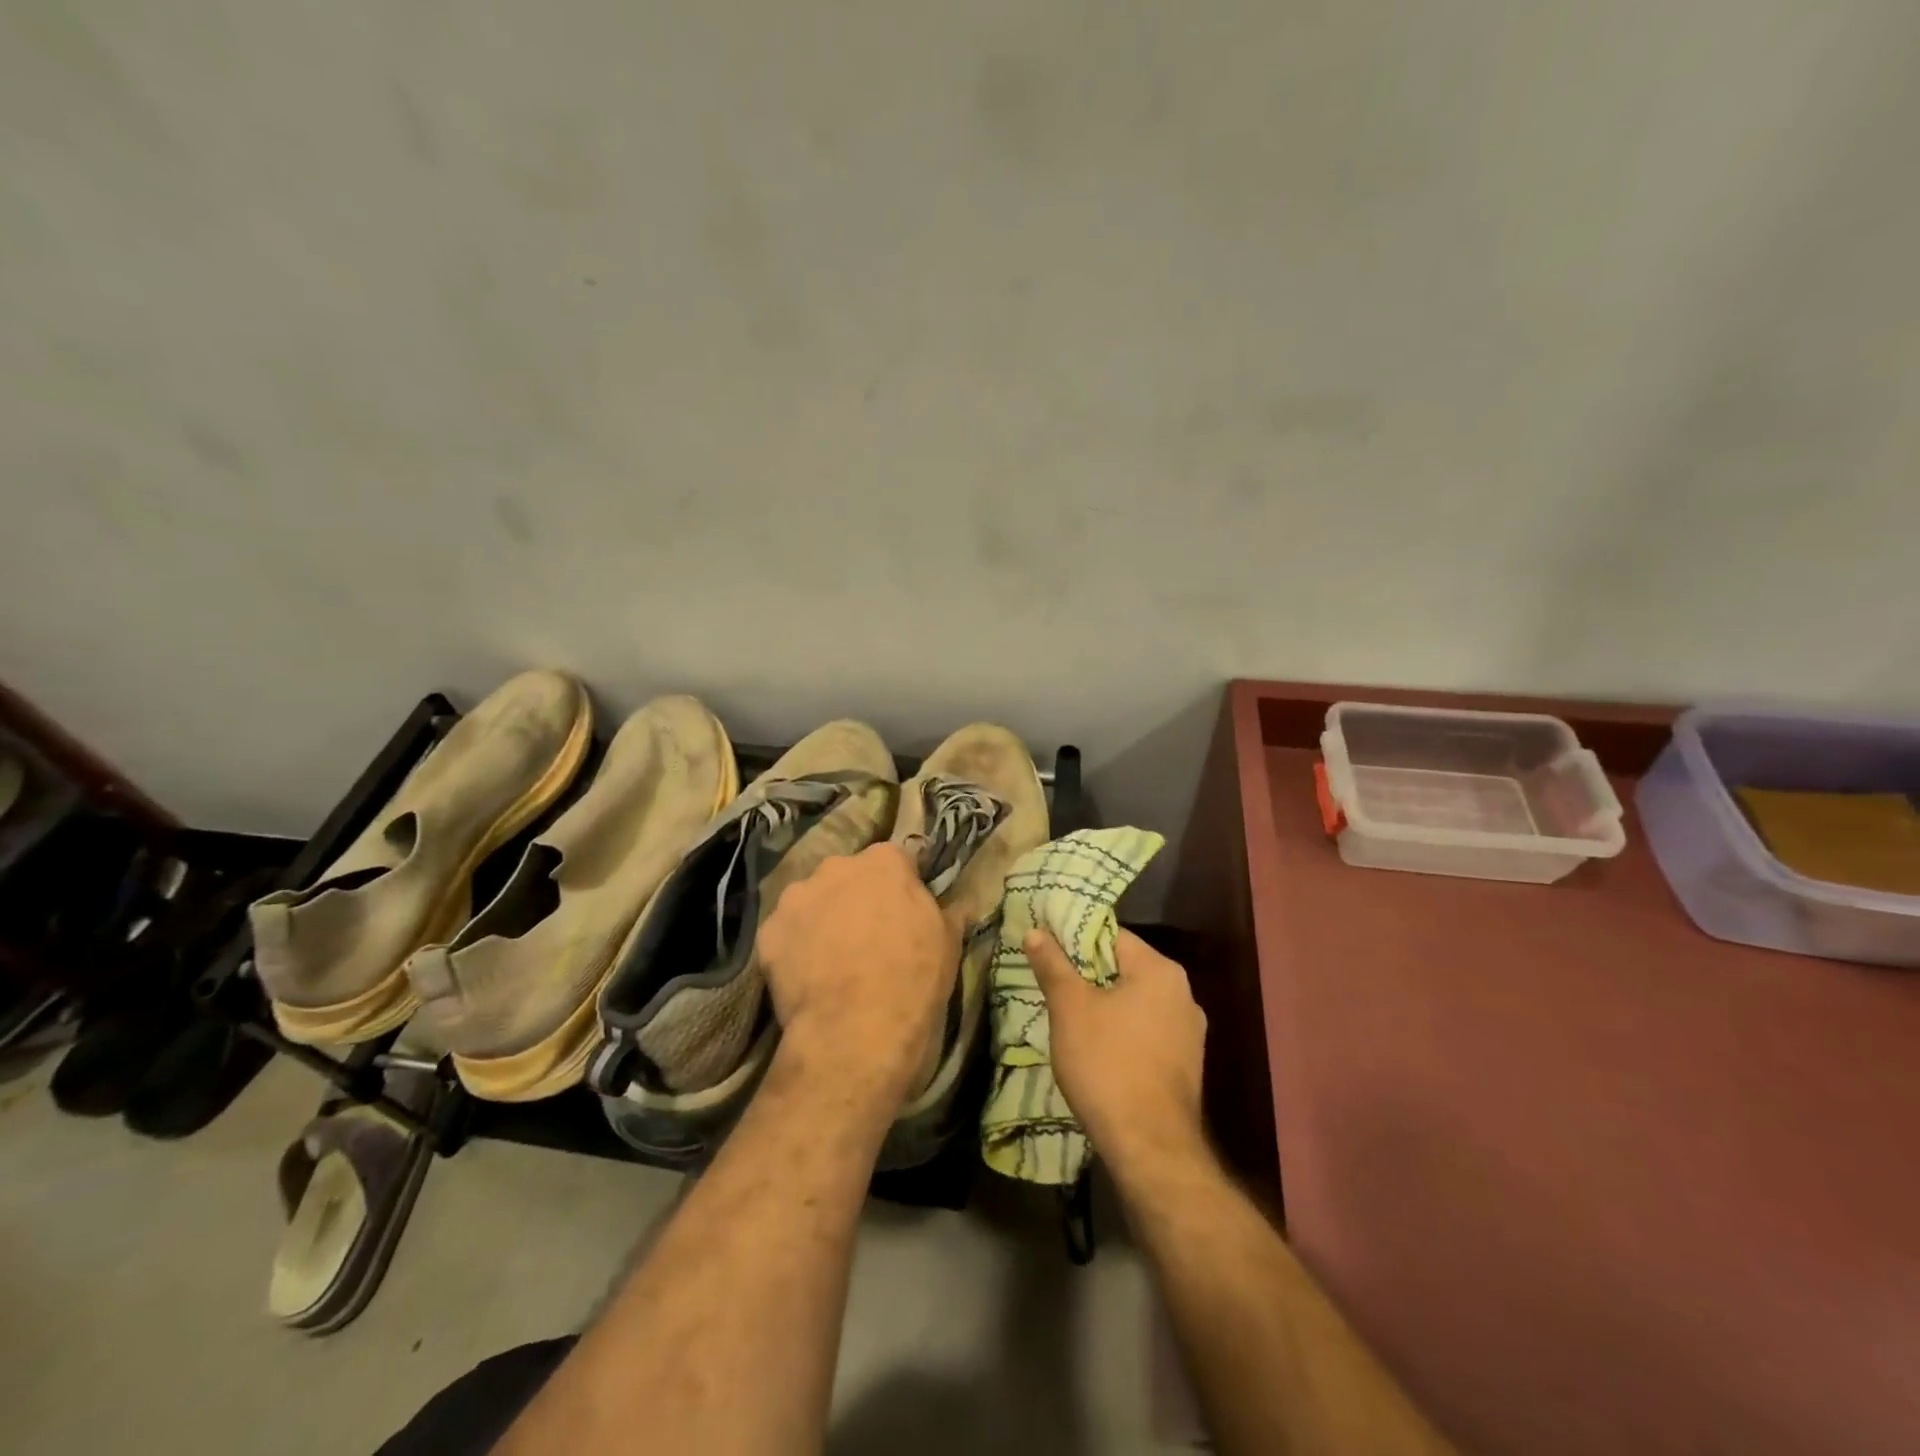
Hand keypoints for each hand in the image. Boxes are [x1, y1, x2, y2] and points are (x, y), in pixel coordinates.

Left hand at [759, 843, 959, 1098]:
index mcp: (884, 861)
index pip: (895, 861)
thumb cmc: (913, 979)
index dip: (899, 887)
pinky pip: (784, 932)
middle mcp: (837, 867)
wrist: (856, 1031)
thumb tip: (961, 902)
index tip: (902, 912)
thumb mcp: (948, 943)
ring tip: (831, 959)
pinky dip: (794, 947)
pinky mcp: (768, 930)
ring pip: (811, 900)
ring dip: (821, 918)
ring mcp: (797, 896)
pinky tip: (806, 977)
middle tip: (866, 936)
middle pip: (847, 876)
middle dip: (855, 897)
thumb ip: (949, 911)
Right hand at [1026, 927, 1207, 1178]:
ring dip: (1105, 1004)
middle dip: (1088, 974)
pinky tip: (1098, 1050)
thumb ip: (1053, 965)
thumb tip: (1036, 931)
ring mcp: (1189, 1031)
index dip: (1076, 939)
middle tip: (1052, 984)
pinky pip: (1147, 1031)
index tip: (1048, 951)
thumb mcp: (1070, 1009)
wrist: (1150, 1147)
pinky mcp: (1185, 1064)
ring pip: (1135, 1001)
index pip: (1112, 936)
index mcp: (1160, 970)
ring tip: (1069, 1017)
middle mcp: (1183, 993)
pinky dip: (1122, 1031)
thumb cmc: (1107, 1065)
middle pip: (1125, 968)